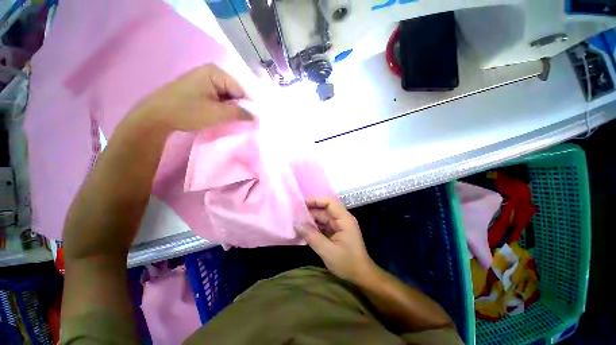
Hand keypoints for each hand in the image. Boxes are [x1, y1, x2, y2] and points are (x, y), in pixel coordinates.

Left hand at [130, 64, 252, 132]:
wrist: (156, 116)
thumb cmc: (187, 111)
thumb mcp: (217, 114)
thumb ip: (240, 114)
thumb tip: (256, 117)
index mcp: (216, 72)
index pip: (242, 90)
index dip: (248, 106)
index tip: (251, 120)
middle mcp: (212, 72)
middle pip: (235, 92)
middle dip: (239, 107)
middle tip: (240, 121)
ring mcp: (205, 79)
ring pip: (228, 96)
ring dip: (231, 109)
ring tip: (230, 120)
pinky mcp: (200, 88)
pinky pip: (219, 98)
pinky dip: (222, 108)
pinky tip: (221, 116)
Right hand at [297, 198, 377, 283]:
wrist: (361, 276)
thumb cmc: (347, 263)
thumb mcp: (328, 251)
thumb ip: (312, 236)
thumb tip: (297, 224)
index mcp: (344, 219)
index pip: (330, 202)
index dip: (316, 200)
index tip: (301, 204)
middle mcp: (341, 219)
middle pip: (324, 209)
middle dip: (310, 211)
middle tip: (294, 215)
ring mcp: (339, 225)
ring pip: (322, 217)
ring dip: (310, 220)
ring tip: (296, 222)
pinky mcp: (335, 232)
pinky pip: (323, 225)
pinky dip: (313, 227)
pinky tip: (304, 230)